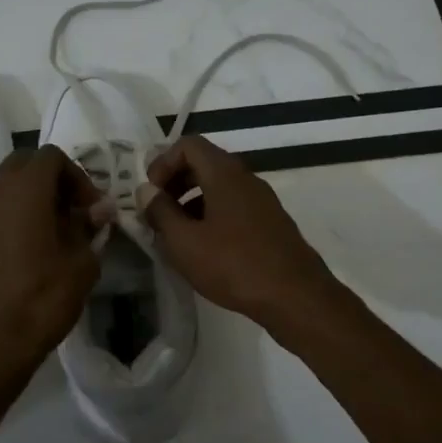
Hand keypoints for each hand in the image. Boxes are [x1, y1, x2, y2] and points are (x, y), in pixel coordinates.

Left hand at [0, 146, 101, 388]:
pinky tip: (35, 250)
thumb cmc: (41, 300)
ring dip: (35, 198)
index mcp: (24, 190)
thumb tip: (99, 210)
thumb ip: (90, 228)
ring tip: (58, 232)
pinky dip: (17, 216)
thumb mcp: (81, 264)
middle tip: (76, 212)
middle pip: (26, 165)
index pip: (52, 156)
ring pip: (8, 187)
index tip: (93, 209)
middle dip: (54, 180)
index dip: (78, 176)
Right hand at [141, 136, 343, 335]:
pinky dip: (212, 217)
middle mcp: (246, 179)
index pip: (188, 145)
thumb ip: (160, 212)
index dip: (162, 163)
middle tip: (158, 214)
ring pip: (219, 188)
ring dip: (191, 203)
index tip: (150, 194)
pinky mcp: (271, 224)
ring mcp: (262, 201)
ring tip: (176, 236)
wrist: (295, 297)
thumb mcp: (184, 242)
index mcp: (225, 174)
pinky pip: (234, 207)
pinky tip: (204, 250)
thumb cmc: (233, 265)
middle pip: (204, 163)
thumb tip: (146, 191)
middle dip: (175, 183)